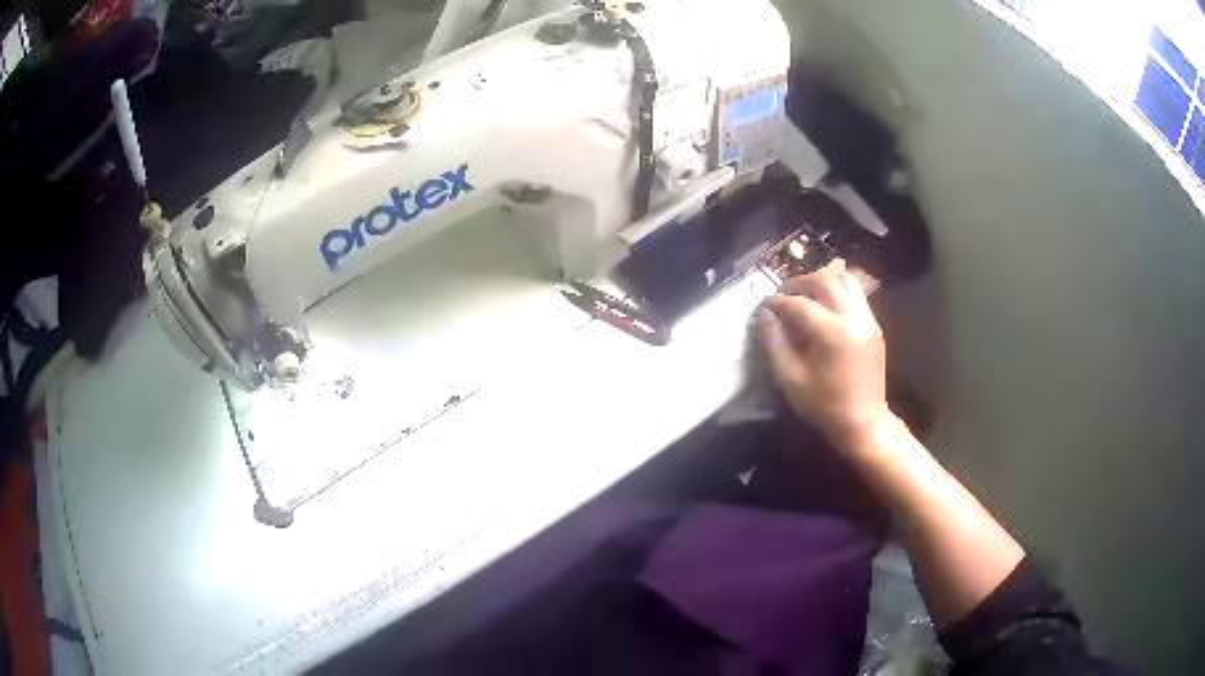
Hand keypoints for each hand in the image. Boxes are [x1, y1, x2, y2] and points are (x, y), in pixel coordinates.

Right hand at [759, 261, 890, 449]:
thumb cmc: (824, 405)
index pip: (800, 303)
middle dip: (800, 282)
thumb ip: (775, 342)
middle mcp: (854, 318)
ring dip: (822, 282)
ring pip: (845, 281)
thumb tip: (767, 314)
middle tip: (783, 293)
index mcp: (833, 333)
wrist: (864, 422)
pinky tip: (825, 308)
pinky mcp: (874, 326)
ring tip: (806, 295)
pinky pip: (856, 295)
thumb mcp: (790, 379)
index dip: (779, 301)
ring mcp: (868, 319)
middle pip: (825, 281)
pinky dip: (838, 293)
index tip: (765, 305)